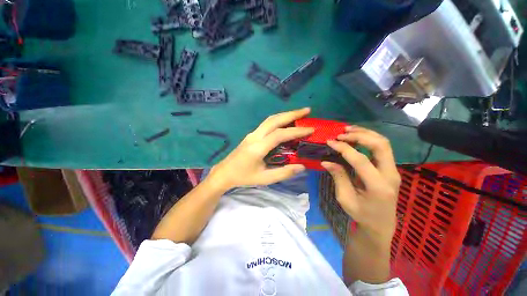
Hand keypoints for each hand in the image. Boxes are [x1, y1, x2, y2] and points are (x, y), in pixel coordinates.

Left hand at [208, 108, 313, 189]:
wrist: (224, 173)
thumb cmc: (244, 177)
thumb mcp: (264, 179)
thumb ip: (283, 173)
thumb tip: (302, 166)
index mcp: (258, 147)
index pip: (280, 135)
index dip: (296, 131)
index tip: (311, 129)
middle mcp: (255, 136)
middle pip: (274, 120)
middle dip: (292, 114)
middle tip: (308, 110)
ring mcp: (252, 134)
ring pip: (270, 119)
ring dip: (286, 114)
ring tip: (301, 113)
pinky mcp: (252, 135)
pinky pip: (267, 123)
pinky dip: (280, 119)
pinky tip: (287, 121)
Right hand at [321, 126, 400, 246]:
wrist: (382, 225)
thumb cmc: (363, 216)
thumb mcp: (347, 201)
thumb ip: (339, 178)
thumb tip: (327, 160)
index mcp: (378, 187)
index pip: (362, 161)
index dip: (345, 149)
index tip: (331, 142)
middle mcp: (390, 175)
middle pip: (380, 145)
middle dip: (360, 135)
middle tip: (342, 133)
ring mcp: (395, 170)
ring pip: (384, 143)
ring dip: (367, 134)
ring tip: (349, 130)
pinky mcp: (394, 168)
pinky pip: (384, 148)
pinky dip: (371, 139)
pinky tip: (359, 138)